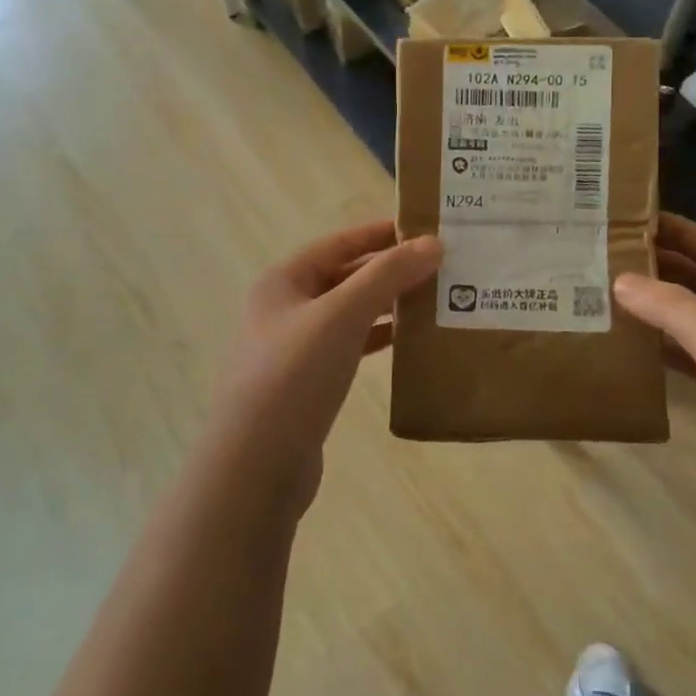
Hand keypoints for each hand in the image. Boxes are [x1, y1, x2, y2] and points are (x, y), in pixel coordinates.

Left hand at [210, 221, 440, 510]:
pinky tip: (406, 342)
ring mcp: (293, 349)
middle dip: (388, 270)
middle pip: (343, 277)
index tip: (423, 229)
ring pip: (348, 314)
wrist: (257, 466)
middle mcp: (284, 309)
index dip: (379, 233)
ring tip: (431, 300)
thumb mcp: (342, 315)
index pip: (337, 243)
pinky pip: (348, 348)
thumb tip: (432, 243)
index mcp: (282, 282)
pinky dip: (376, 340)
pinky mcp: (306, 384)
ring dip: (385, 305)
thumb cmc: (294, 375)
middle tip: (438, 266)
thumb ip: (387, 276)